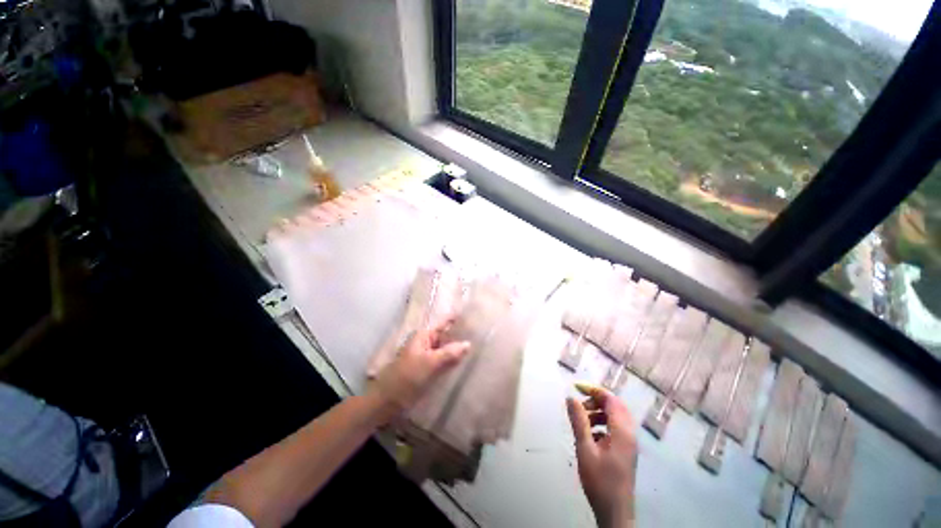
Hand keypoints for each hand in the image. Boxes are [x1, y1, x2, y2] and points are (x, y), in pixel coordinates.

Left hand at [369, 317, 469, 422]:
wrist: (386, 401)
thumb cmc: (406, 378)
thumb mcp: (429, 364)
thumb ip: (449, 353)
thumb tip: (468, 343)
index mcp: (424, 336)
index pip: (444, 323)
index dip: (457, 319)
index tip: (474, 316)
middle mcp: (426, 342)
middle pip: (446, 335)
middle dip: (461, 335)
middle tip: (482, 335)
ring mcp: (427, 356)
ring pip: (446, 349)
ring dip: (458, 349)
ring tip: (479, 346)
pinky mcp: (427, 369)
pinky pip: (444, 361)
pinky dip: (453, 361)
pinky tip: (465, 363)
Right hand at [567, 382, 637, 527]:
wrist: (615, 511)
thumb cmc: (599, 479)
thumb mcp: (585, 448)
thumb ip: (579, 421)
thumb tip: (570, 397)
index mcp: (622, 431)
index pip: (611, 399)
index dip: (593, 390)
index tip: (575, 387)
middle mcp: (629, 433)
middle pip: (615, 406)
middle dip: (596, 400)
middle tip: (578, 404)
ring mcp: (629, 443)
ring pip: (615, 417)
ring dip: (598, 412)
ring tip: (582, 419)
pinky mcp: (626, 451)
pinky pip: (615, 428)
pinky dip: (602, 424)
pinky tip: (590, 434)